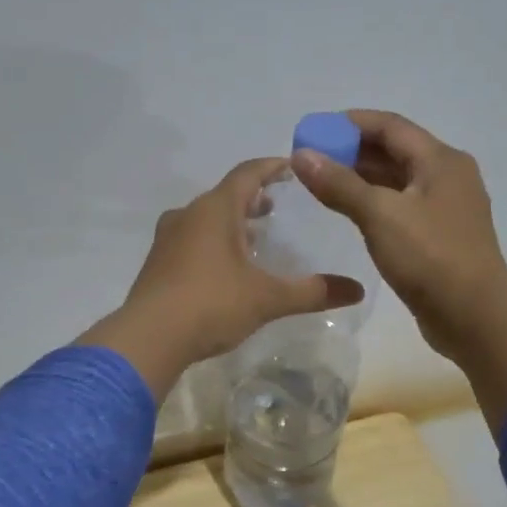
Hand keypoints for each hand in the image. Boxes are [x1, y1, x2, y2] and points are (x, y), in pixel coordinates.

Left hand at [78, 158, 364, 399]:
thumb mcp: (268, 298)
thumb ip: (312, 292)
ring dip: (230, 222)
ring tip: (254, 237)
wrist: (148, 338)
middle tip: (275, 207)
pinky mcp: (157, 264)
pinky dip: (212, 242)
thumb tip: (357, 290)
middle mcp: (188, 215)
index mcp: (215, 210)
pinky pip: (190, 240)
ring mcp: (167, 239)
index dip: (272, 167)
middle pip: (224, 195)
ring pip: (205, 219)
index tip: (292, 167)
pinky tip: (224, 268)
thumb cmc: (211, 305)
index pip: (248, 174)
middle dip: (252, 198)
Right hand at [290, 110, 506, 429]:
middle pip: (394, 150)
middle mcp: (447, 176)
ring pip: (396, 180)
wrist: (474, 316)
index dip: (349, 123)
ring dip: (360, 177)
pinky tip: (348, 212)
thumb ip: (339, 184)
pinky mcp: (438, 237)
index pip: (390, 126)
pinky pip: (400, 207)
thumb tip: (302, 155)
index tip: (313, 130)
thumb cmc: (430, 258)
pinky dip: (373, 203)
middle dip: (351, 150)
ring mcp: (445, 208)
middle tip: (310, 159)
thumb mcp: (380, 215)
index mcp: (440, 160)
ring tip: (321, 183)